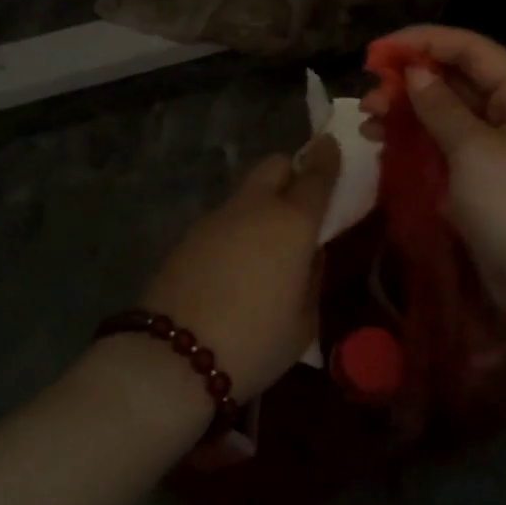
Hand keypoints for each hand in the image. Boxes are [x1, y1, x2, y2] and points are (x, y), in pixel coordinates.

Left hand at [134, 135, 341, 400]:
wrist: (173, 357)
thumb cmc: (254, 342)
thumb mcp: (304, 323)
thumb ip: (312, 279)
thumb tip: (309, 256)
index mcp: (292, 223)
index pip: (316, 176)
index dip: (327, 159)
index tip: (332, 147)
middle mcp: (255, 208)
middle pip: (275, 165)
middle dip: (291, 172)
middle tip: (301, 203)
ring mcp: (217, 218)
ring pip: (247, 193)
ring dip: (263, 205)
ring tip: (267, 248)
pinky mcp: (189, 236)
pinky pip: (225, 219)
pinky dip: (237, 229)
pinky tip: (235, 267)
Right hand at [360, 26, 505, 358]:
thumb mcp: (479, 152)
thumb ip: (442, 109)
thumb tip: (416, 73)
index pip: (472, 51)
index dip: (424, 42)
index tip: (378, 52)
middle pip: (457, 86)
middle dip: (410, 86)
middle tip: (367, 101)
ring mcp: (500, 161)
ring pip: (447, 125)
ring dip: (408, 120)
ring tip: (369, 128)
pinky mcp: (485, 195)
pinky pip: (446, 162)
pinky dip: (417, 155)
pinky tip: (386, 156)